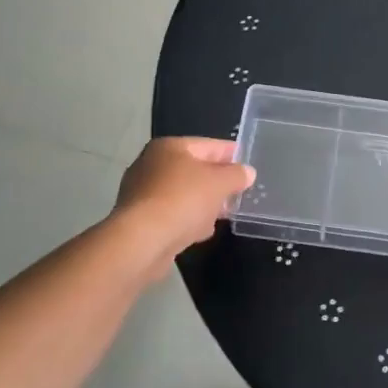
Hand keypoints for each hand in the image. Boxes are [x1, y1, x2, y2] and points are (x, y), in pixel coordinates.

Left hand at [112, 136, 254, 273]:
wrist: (141, 241)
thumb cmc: (182, 200)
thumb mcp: (219, 183)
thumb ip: (236, 175)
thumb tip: (247, 172)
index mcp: (169, 147)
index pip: (208, 145)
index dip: (231, 154)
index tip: (248, 164)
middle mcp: (151, 165)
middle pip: (194, 170)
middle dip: (217, 182)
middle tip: (238, 192)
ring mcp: (142, 193)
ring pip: (183, 194)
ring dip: (203, 203)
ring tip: (223, 214)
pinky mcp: (139, 220)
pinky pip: (172, 214)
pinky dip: (187, 219)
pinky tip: (201, 231)